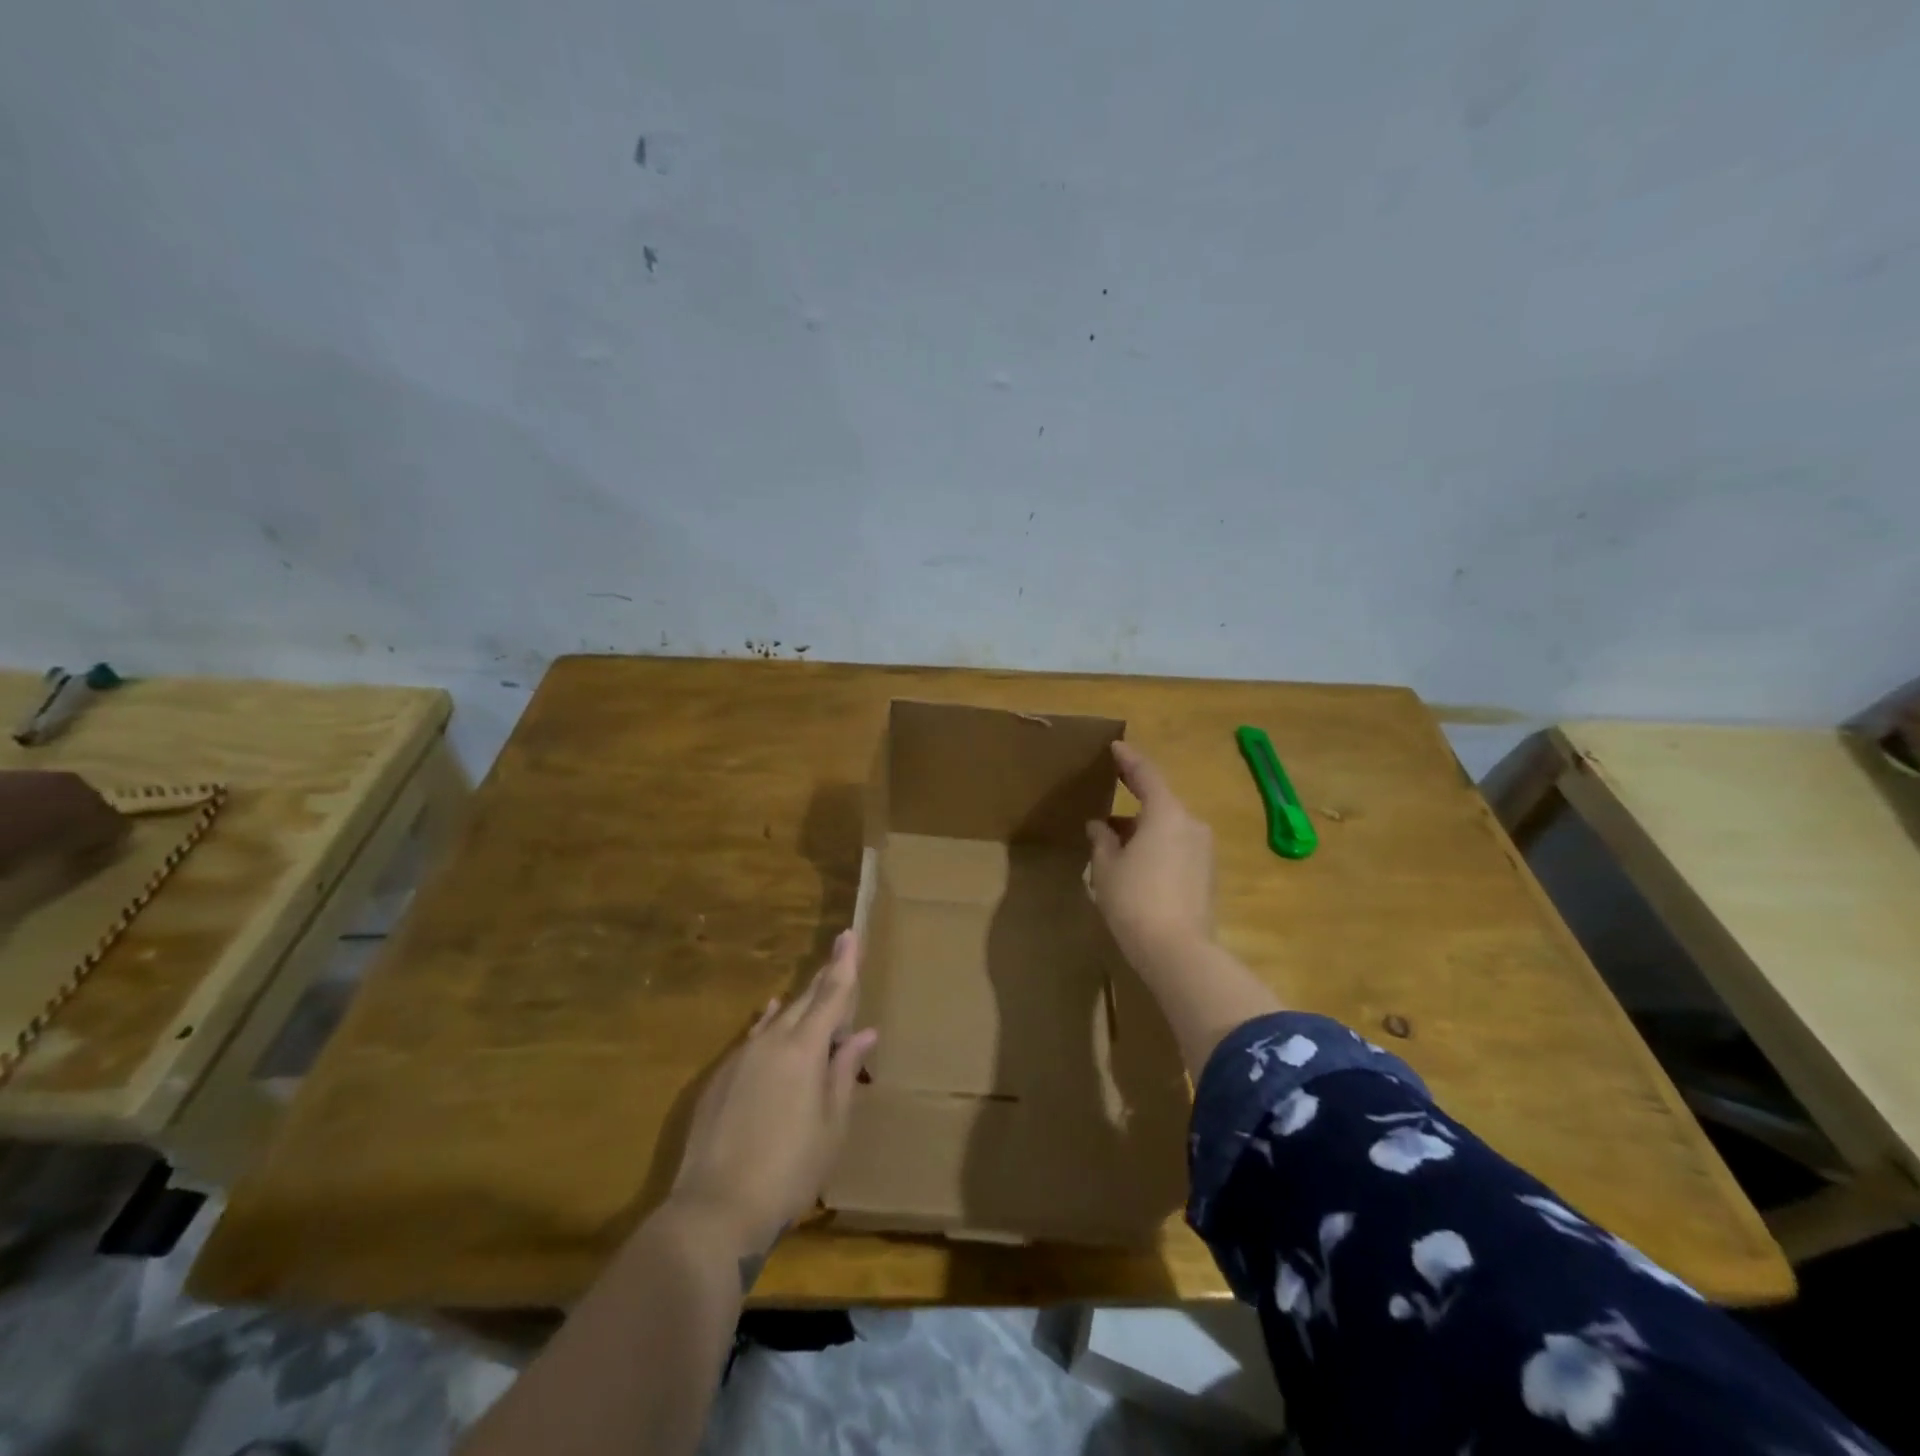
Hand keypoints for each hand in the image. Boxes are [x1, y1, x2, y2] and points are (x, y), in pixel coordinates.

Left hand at [669, 931, 878, 1257]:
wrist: (715, 1209)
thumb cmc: (790, 1169)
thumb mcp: (832, 1124)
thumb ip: (844, 1072)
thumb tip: (863, 1034)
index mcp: (804, 1049)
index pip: (831, 994)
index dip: (844, 963)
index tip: (850, 933)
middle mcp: (771, 1041)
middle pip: (804, 1001)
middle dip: (824, 978)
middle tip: (840, 957)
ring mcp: (741, 1057)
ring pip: (777, 1019)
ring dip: (799, 1004)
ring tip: (814, 990)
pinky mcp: (720, 1078)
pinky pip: (754, 1036)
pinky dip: (770, 1023)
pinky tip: (771, 1017)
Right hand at [1087, 743, 1215, 975]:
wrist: (1178, 952)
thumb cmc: (1135, 900)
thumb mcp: (1106, 868)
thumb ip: (1102, 841)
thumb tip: (1099, 826)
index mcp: (1166, 814)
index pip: (1146, 774)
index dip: (1128, 759)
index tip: (1115, 747)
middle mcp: (1191, 824)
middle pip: (1159, 802)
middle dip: (1133, 798)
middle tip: (1109, 791)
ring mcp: (1204, 851)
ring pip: (1168, 827)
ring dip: (1142, 828)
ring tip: (1113, 838)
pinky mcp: (1207, 875)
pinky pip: (1177, 847)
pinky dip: (1155, 846)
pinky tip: (1134, 862)